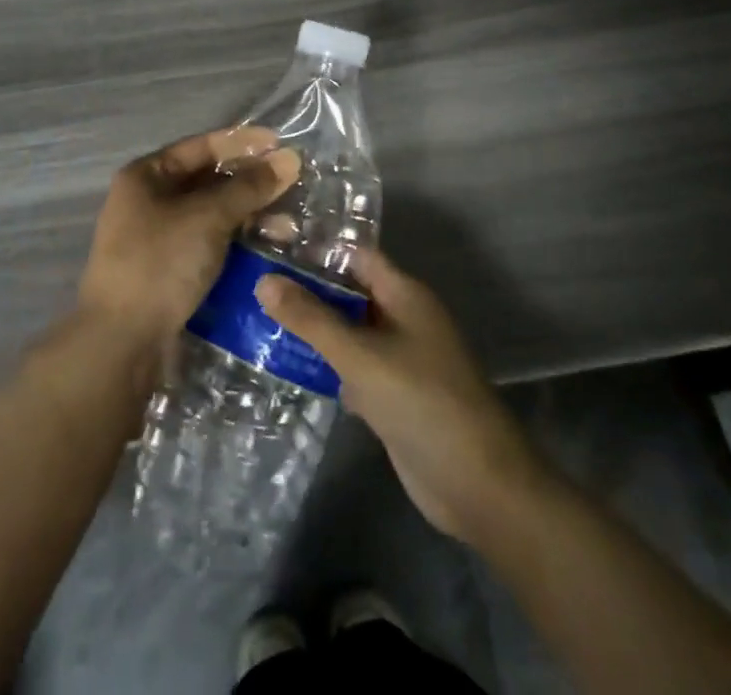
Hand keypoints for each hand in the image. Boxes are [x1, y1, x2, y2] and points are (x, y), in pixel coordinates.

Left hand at [78, 126, 299, 354]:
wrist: (121, 343)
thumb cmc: (160, 263)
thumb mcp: (208, 217)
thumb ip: (249, 187)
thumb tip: (289, 158)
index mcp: (146, 176)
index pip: (201, 146)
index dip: (242, 142)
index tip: (280, 143)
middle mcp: (148, 200)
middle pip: (208, 180)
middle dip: (250, 182)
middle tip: (292, 185)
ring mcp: (157, 237)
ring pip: (211, 215)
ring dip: (248, 215)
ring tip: (288, 225)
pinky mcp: (169, 270)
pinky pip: (209, 243)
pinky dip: (236, 242)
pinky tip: (267, 248)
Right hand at [256, 247, 547, 546]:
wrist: (478, 485)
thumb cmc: (423, 402)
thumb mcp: (361, 356)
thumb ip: (312, 319)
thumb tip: (264, 281)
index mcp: (405, 294)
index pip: (356, 256)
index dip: (317, 249)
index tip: (271, 245)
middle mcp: (402, 319)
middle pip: (349, 293)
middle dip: (307, 290)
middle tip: (252, 282)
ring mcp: (398, 360)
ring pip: (348, 332)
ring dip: (312, 329)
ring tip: (256, 318)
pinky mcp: (392, 397)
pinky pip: (352, 369)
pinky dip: (325, 366)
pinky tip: (285, 366)